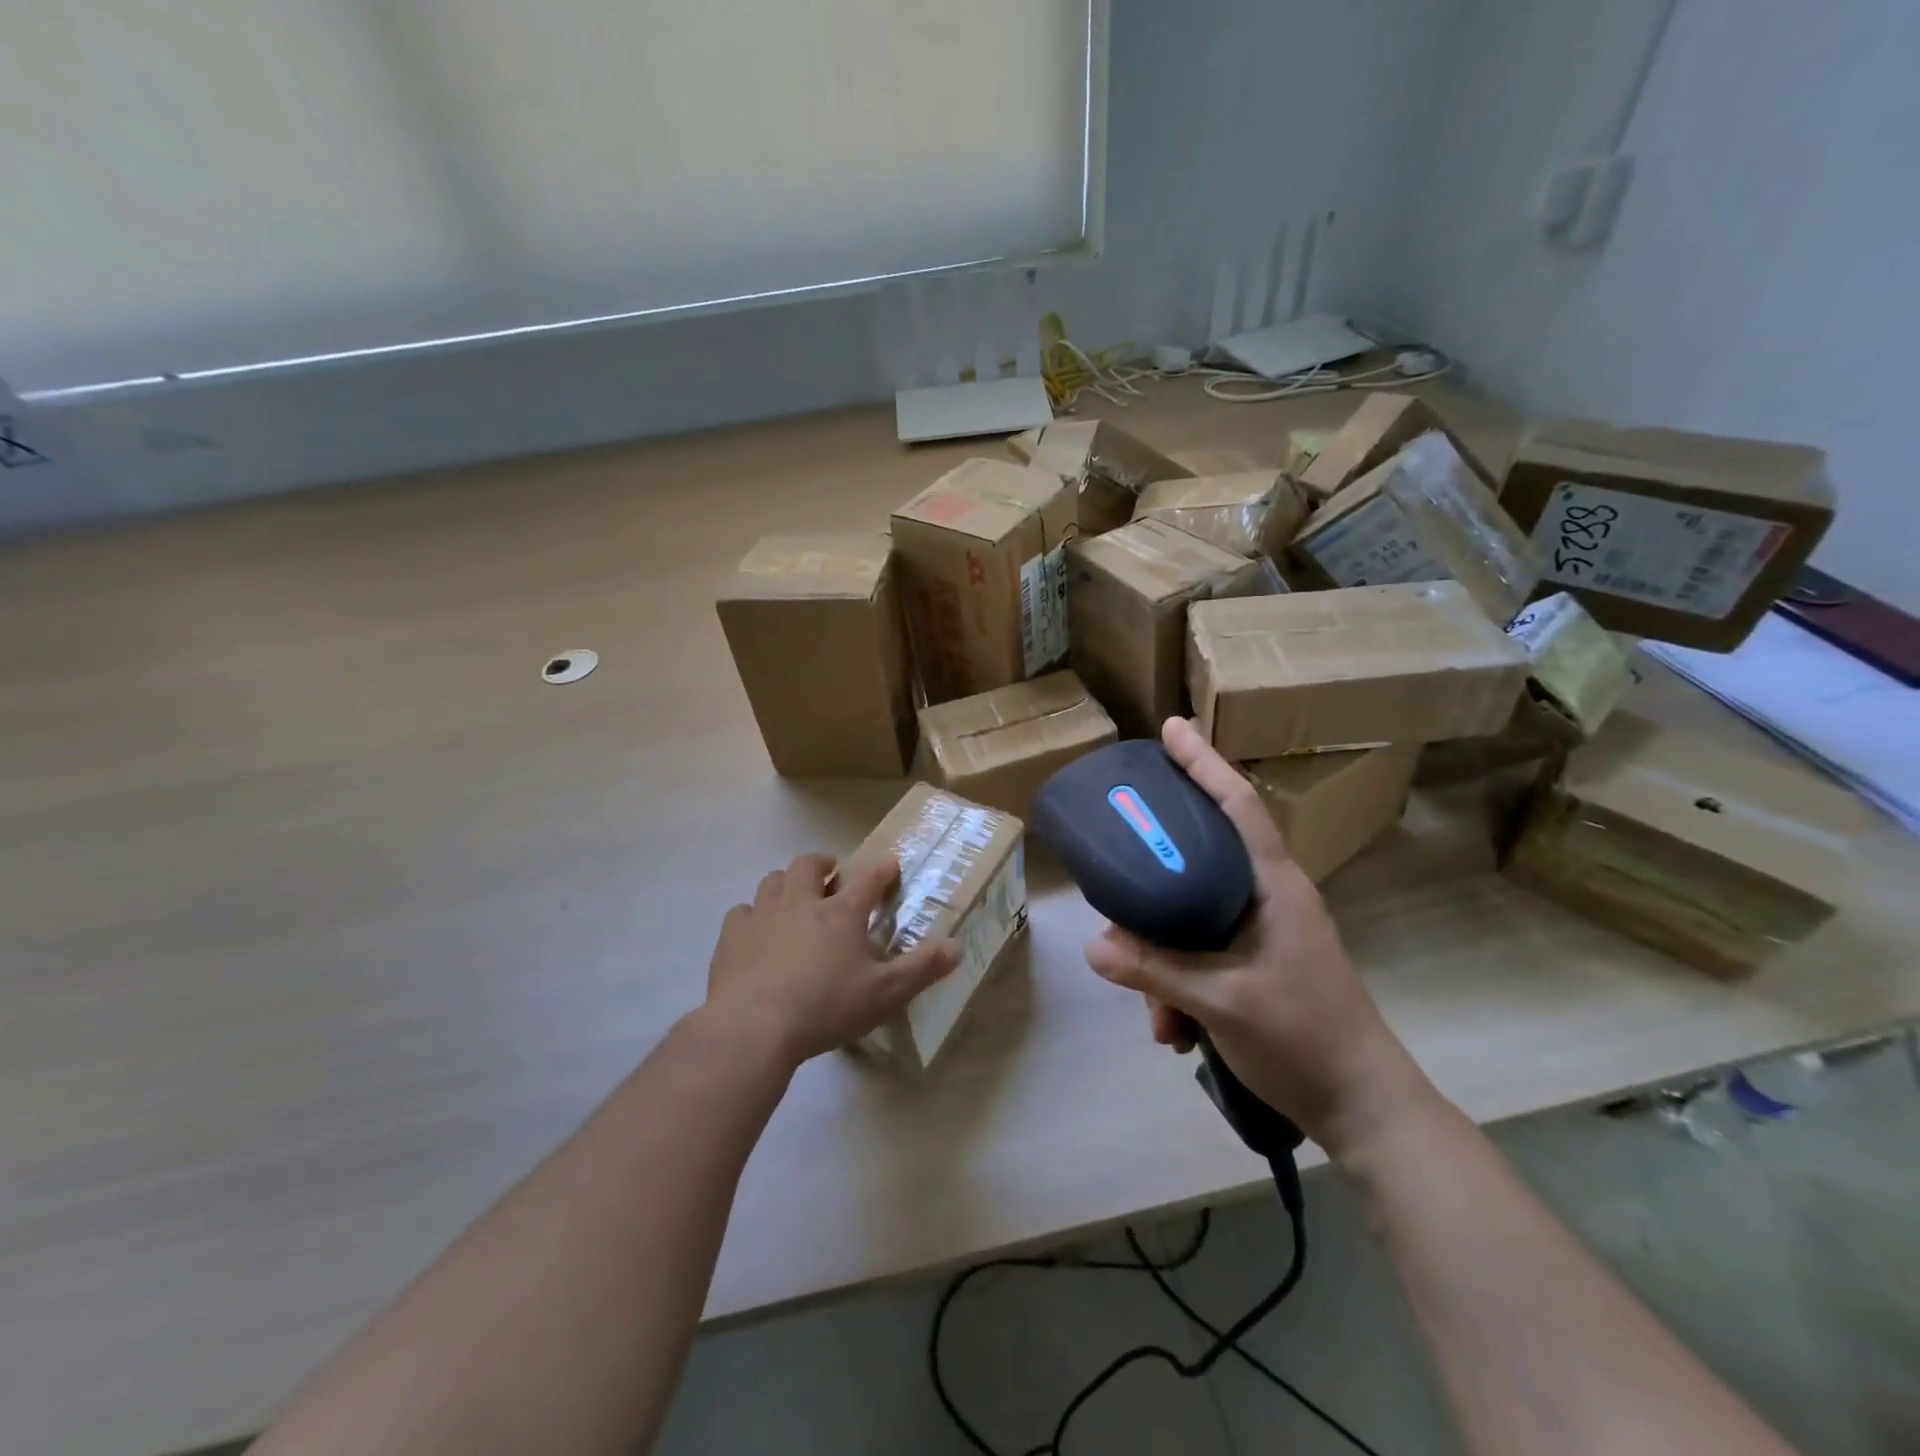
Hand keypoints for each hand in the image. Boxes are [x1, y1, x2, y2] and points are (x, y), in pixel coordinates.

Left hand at [703, 852, 955, 1067]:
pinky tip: (757, 932)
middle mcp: (801, 902)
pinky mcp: (732, 936)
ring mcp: (763, 915)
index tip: (889, 865)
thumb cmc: (826, 1007)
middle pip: (810, 865)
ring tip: (795, 898)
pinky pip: (742, 911)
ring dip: (787, 883)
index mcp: (841, 913)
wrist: (753, 1026)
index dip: (882, 870)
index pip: (868, 879)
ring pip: (774, 880)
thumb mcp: (885, 994)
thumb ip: (922, 969)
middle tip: (832, 876)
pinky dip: (753, 915)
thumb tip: (957, 947)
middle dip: (824, 864)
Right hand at [1083, 718, 1432, 1153]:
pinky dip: (1180, 987)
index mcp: (1275, 886)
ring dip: (1165, 965)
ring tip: (1160, 1017)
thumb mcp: (1221, 1002)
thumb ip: (1155, 970)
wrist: (1363, 1109)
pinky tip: (1175, 1031)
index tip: (1171, 729)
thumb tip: (1094, 946)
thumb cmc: (1304, 1039)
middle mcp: (1269, 897)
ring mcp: (1265, 932)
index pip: (1238, 806)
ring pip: (1193, 919)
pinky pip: (1202, 955)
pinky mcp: (1257, 963)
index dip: (1204, 763)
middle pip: (1200, 861)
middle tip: (1120, 866)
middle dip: (1157, 882)